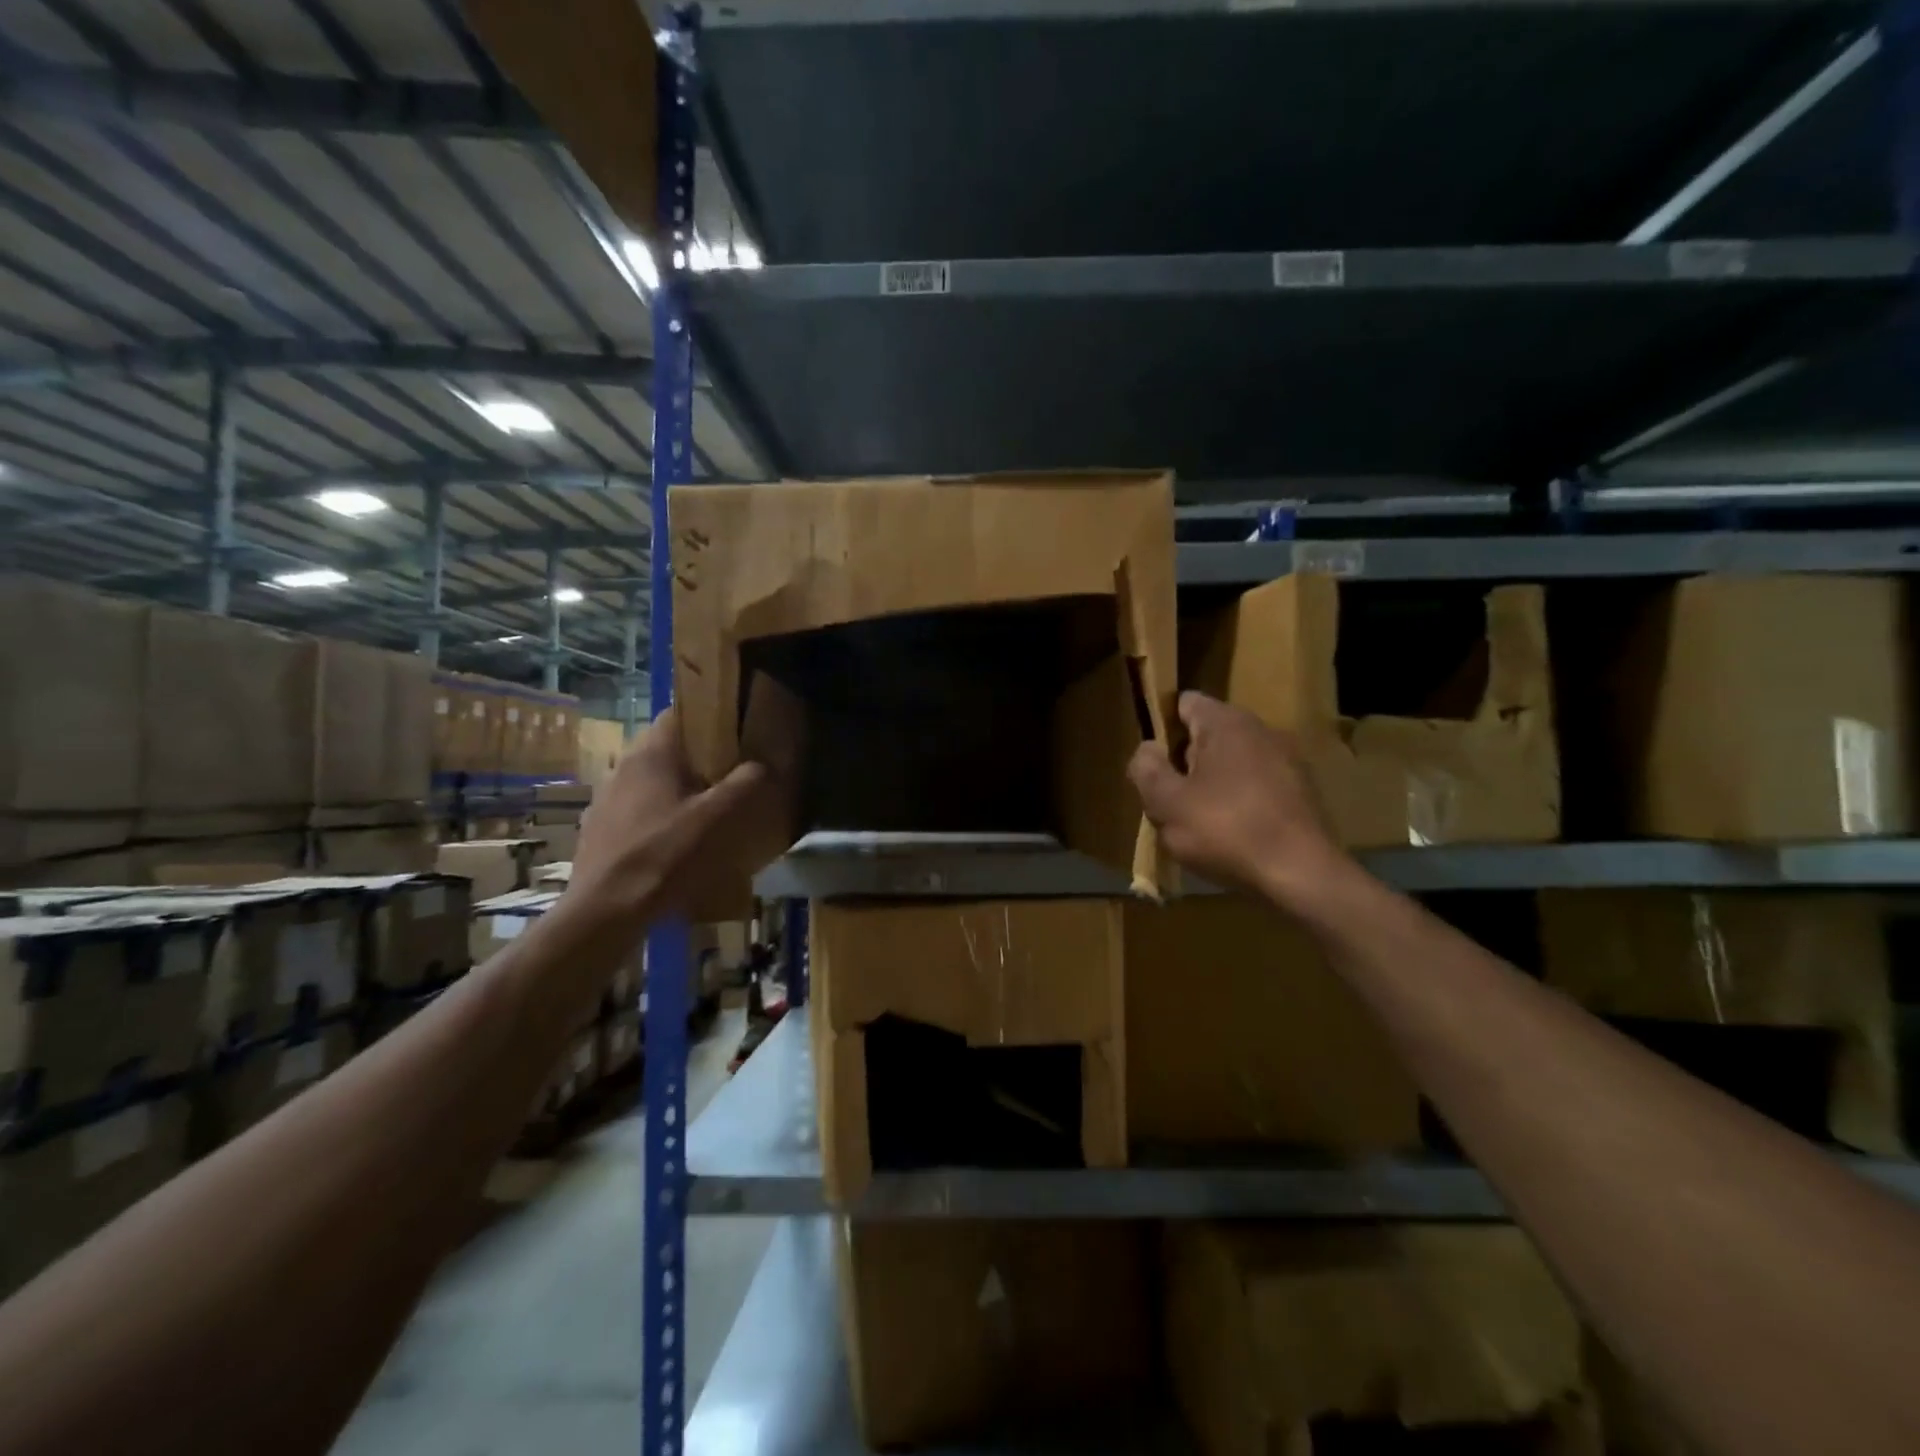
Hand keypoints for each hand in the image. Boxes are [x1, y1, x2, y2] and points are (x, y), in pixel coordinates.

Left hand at [568, 706, 791, 923]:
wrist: (604, 913)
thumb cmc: (664, 855)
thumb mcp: (718, 818)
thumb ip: (746, 783)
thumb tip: (763, 765)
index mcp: (650, 754)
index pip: (679, 714)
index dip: (710, 719)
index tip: (737, 736)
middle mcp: (622, 768)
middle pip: (669, 751)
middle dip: (701, 761)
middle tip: (733, 779)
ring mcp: (606, 801)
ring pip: (653, 783)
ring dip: (680, 792)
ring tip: (709, 815)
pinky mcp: (600, 832)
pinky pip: (639, 813)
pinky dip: (661, 819)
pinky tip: (678, 846)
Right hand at [1128, 691, 1347, 906]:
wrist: (1303, 875)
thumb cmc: (1226, 831)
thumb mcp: (1166, 804)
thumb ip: (1147, 770)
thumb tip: (1147, 749)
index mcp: (1226, 723)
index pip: (1183, 703)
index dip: (1161, 728)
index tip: (1151, 764)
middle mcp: (1260, 730)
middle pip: (1207, 735)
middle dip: (1184, 763)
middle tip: (1168, 801)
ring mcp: (1287, 760)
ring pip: (1232, 763)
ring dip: (1212, 784)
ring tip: (1198, 823)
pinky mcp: (1302, 791)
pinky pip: (1256, 786)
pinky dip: (1240, 802)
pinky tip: (1232, 835)